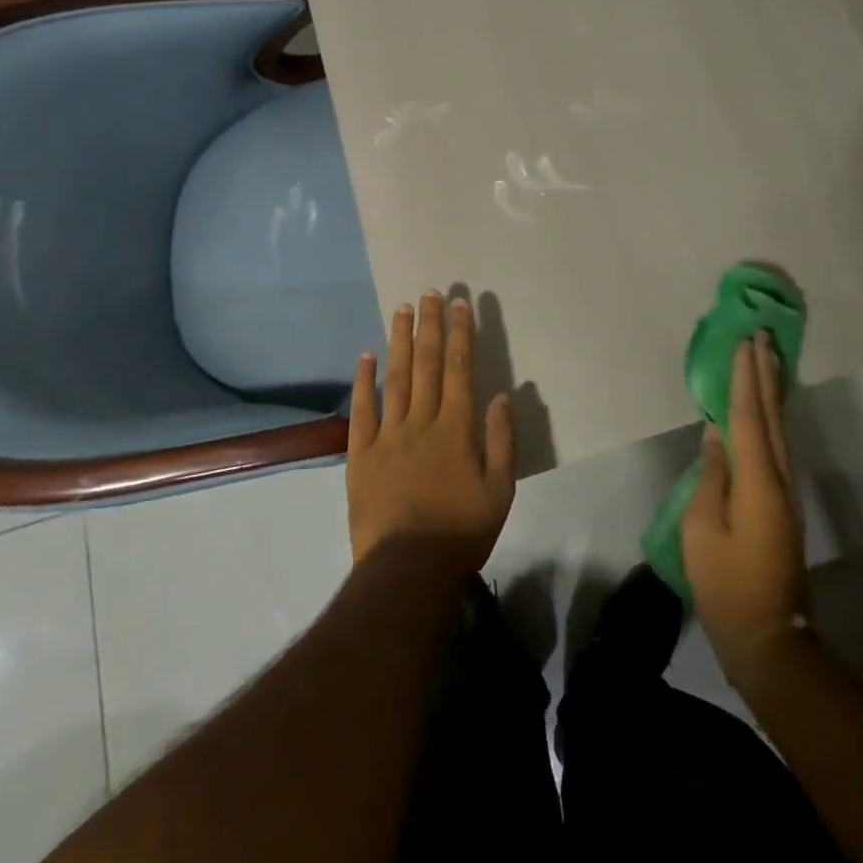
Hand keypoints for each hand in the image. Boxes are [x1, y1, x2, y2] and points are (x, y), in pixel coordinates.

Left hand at [346, 292, 515, 576]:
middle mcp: (422, 421)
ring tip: (402, 309)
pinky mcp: (360, 454)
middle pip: (426, 363)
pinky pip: (361, 410)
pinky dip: (363, 381)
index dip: (460, 334)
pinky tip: (365, 356)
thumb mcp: (500, 491)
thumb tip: (500, 395)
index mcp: (456, 428)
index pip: (459, 368)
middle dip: (430, 325)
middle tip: (430, 293)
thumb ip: (501, 440)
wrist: (407, 570)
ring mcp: (388, 435)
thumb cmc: (461, 531)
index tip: (460, 304)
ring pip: (395, 377)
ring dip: (399, 340)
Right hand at [683, 332, 807, 684]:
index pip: (748, 417)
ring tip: (766, 359)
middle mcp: (779, 477)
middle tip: (761, 337)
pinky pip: (778, 444)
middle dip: (765, 374)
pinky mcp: (783, 502)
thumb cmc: (727, 584)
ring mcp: (786, 490)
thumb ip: (711, 476)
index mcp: (757, 481)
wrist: (769, 635)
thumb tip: (717, 435)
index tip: (745, 342)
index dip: (745, 378)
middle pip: (772, 415)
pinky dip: (770, 416)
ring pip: (780, 428)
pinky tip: (764, 408)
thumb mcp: (703, 529)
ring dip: (771, 391)